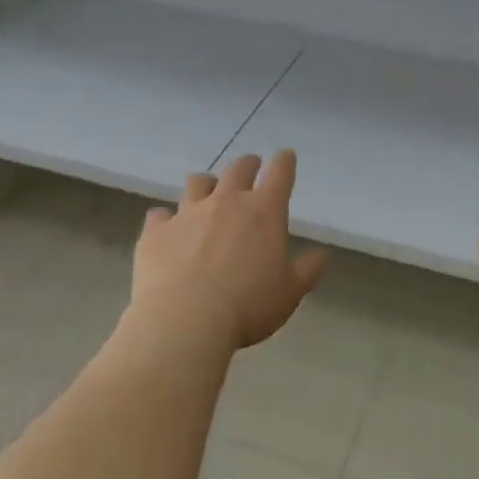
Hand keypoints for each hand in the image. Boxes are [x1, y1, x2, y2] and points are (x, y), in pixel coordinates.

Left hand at [129, 150, 330, 352]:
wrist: (185, 322)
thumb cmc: (248, 306)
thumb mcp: (290, 292)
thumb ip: (308, 269)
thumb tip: (323, 254)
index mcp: (264, 211)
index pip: (280, 172)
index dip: (284, 161)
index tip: (285, 157)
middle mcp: (226, 201)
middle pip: (238, 168)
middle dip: (247, 164)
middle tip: (251, 168)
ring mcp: (187, 213)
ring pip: (197, 182)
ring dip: (206, 185)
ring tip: (207, 193)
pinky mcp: (156, 231)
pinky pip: (160, 214)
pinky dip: (166, 219)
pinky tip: (167, 230)